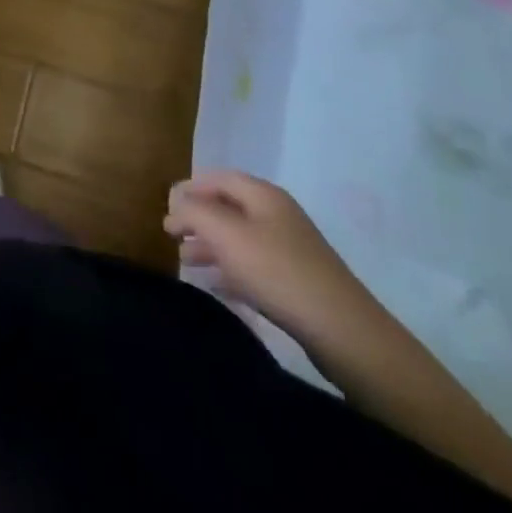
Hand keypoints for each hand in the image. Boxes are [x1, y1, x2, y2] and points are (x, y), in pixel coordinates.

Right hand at [164, 169, 379, 344]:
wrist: (345, 333)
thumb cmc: (278, 272)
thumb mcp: (226, 234)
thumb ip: (194, 212)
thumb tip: (176, 203)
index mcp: (264, 195)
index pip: (218, 178)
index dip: (190, 188)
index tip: (167, 206)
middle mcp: (278, 216)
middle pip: (229, 208)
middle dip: (198, 220)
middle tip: (171, 236)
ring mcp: (291, 250)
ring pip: (240, 240)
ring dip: (211, 247)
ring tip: (186, 262)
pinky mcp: (299, 283)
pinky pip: (255, 268)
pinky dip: (232, 270)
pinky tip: (217, 286)